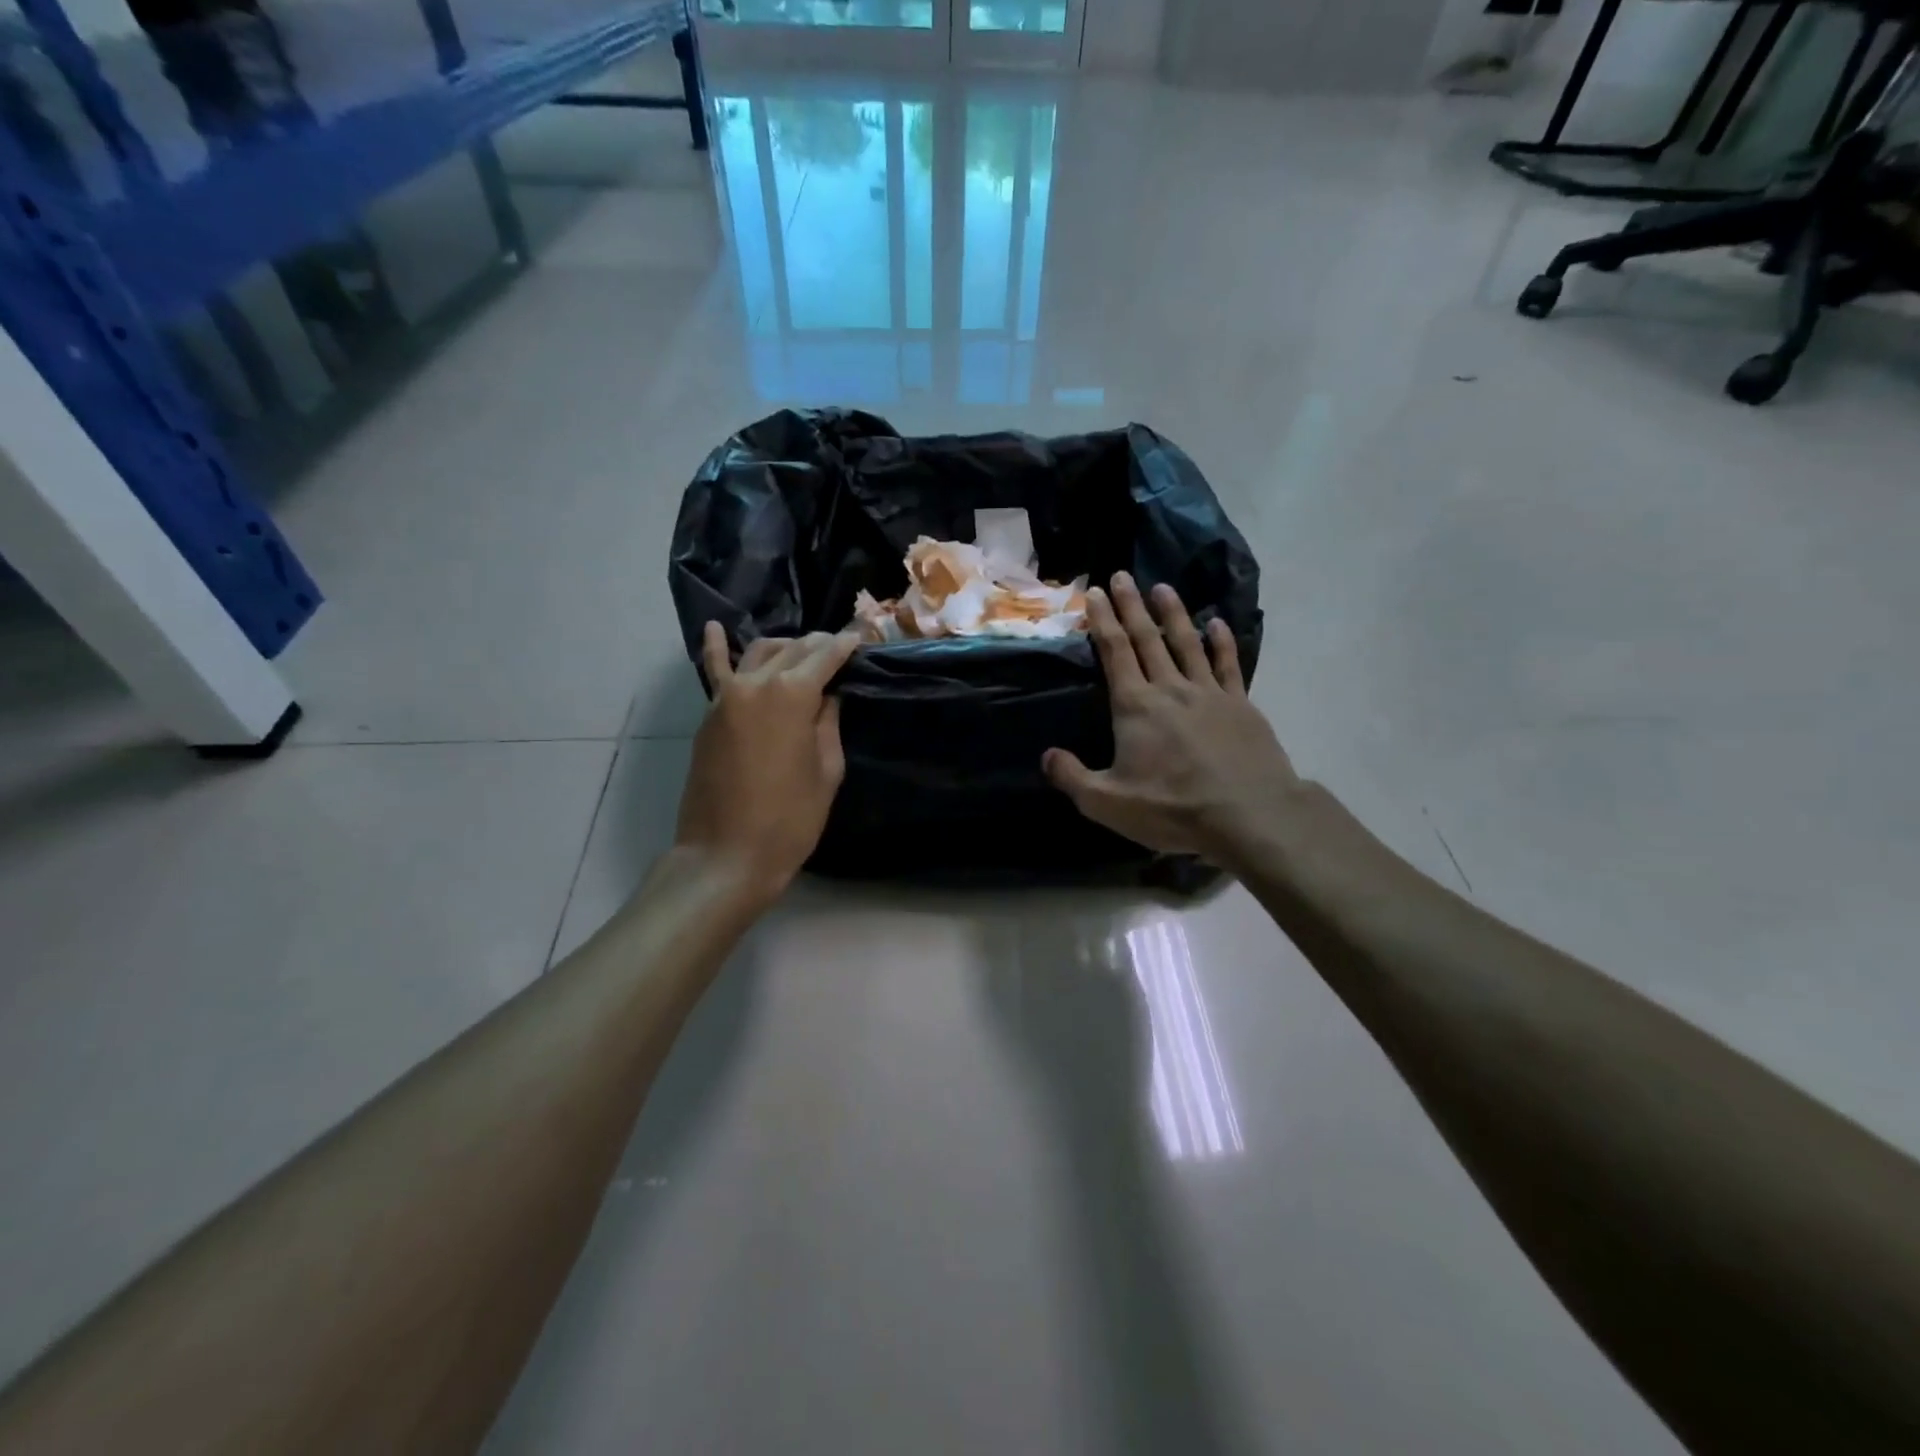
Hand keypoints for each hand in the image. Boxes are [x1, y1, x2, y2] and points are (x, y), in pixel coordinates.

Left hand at [675, 625, 858, 905]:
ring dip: (785, 647)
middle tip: (840, 647)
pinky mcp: (709, 715)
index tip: (863, 635)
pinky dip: (715, 647)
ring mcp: (727, 696)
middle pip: (794, 650)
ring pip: (759, 652)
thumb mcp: (826, 771)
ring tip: (803, 652)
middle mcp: (757, 684)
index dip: (847, 644)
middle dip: (820, 644)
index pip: (826, 655)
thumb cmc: (789, 820)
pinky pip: (715, 671)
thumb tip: (828, 696)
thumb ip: (828, 724)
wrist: (725, 855)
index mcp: (792, 695)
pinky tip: (715, 628)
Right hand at [1044, 575, 1306, 869]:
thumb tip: (1047, 756)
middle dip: (1130, 606)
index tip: (1094, 593)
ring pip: (1186, 643)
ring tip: (1162, 587)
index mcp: (1135, 706)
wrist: (1248, 815)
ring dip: (1172, 613)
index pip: (1114, 652)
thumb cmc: (1173, 808)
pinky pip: (1228, 665)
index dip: (1102, 621)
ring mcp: (1209, 693)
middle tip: (1121, 575)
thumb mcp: (1108, 803)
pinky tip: (1217, 624)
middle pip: (1147, 639)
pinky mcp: (1240, 705)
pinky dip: (1221, 642)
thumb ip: (1073, 777)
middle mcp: (1170, 688)